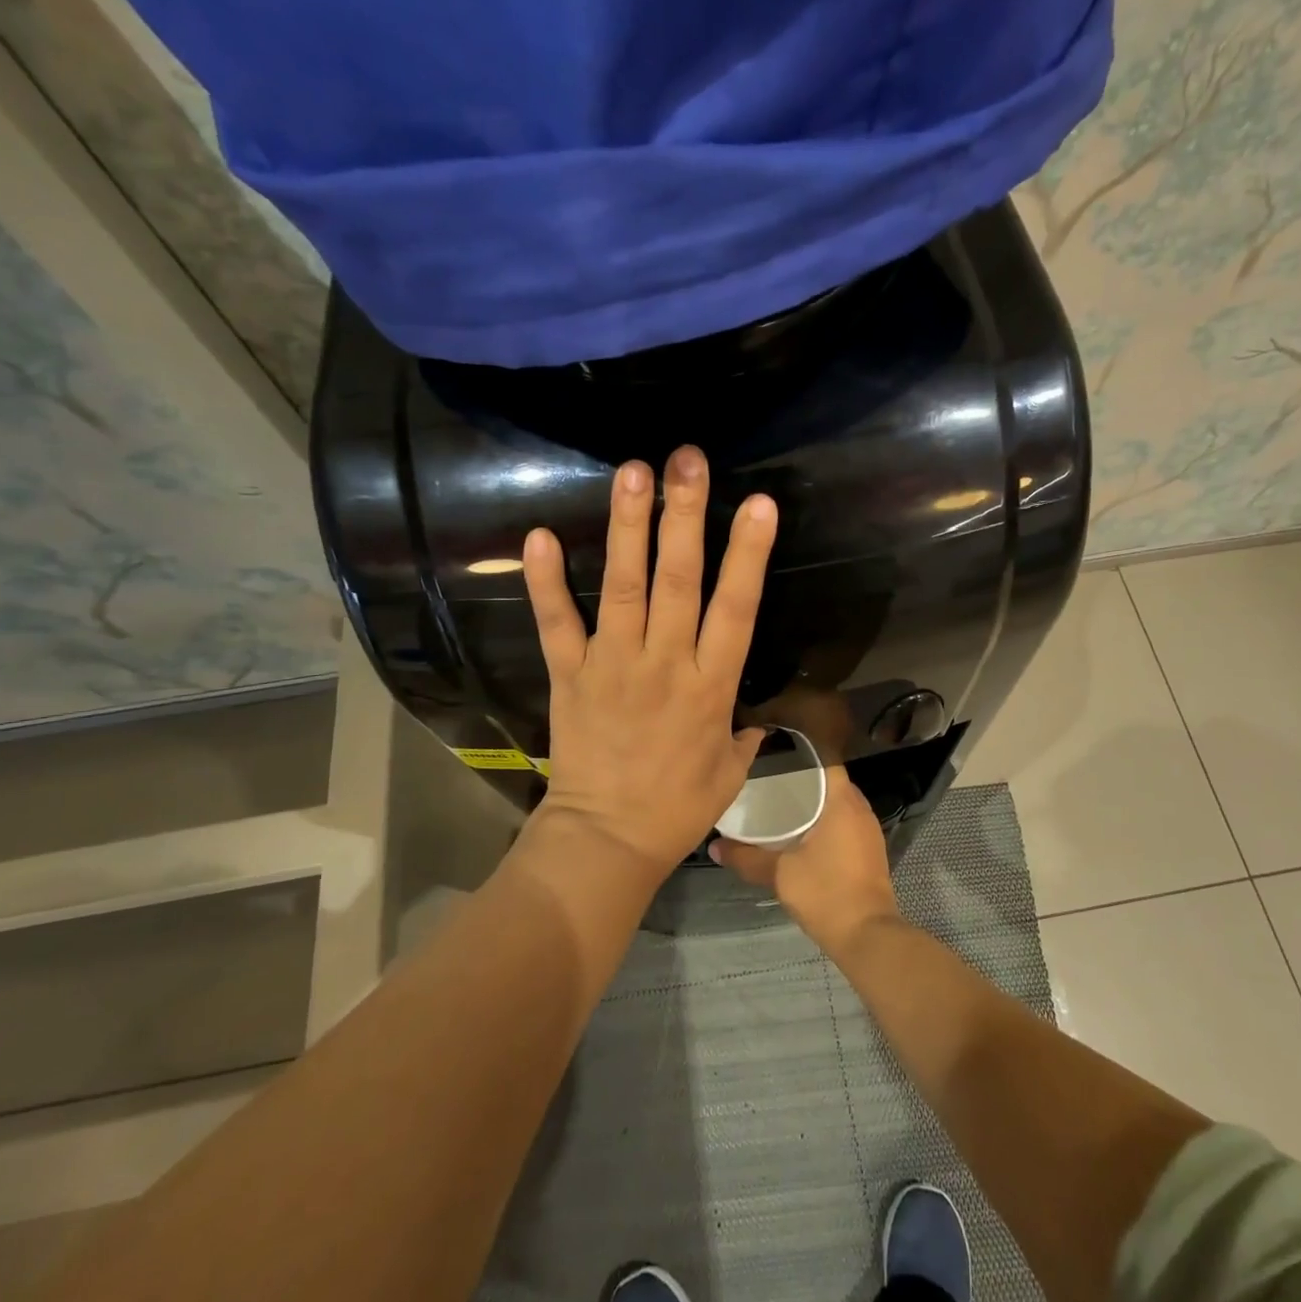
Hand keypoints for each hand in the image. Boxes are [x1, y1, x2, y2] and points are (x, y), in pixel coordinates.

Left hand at [522, 446, 776, 870]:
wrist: (607, 841)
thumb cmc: (677, 809)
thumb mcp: (730, 774)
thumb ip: (745, 736)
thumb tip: (754, 717)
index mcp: (711, 686)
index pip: (737, 608)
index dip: (749, 554)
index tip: (759, 504)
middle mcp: (665, 664)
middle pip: (679, 580)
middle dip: (685, 515)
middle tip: (686, 460)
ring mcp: (613, 665)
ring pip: (624, 588)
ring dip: (628, 528)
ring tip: (631, 472)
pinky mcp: (571, 676)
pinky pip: (557, 623)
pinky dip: (546, 582)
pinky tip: (541, 537)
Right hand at [710, 767, 901, 954]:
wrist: (866, 935)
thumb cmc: (825, 892)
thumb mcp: (779, 873)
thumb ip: (747, 857)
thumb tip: (714, 846)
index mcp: (843, 802)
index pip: (825, 761)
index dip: (800, 756)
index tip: (775, 758)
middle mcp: (860, 809)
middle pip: (831, 782)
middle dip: (803, 782)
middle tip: (770, 783)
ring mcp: (869, 831)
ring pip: (839, 805)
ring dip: (815, 805)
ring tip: (781, 807)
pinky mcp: (870, 852)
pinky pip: (845, 824)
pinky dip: (826, 823)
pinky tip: (802, 836)